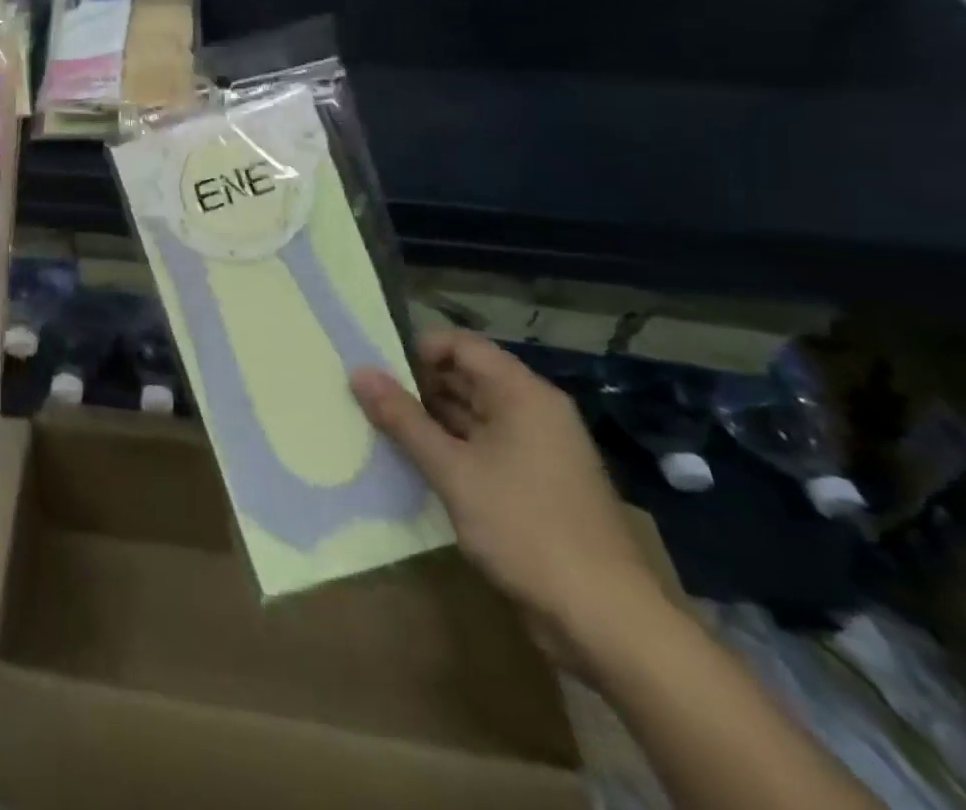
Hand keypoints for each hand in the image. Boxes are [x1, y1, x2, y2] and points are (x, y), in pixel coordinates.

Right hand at [350, 331, 668, 669]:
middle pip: (466, 377)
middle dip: (416, 385)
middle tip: (367, 398)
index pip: (461, 345)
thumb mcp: (452, 470)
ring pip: (472, 414)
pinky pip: (483, 447)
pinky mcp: (535, 485)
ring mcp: (538, 451)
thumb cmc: (526, 528)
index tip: (376, 369)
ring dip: (429, 419)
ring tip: (379, 427)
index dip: (417, 349)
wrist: (606, 622)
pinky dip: (450, 449)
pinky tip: (415, 463)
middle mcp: (534, 413)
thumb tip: (358, 372)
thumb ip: (402, 418)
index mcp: (523, 395)